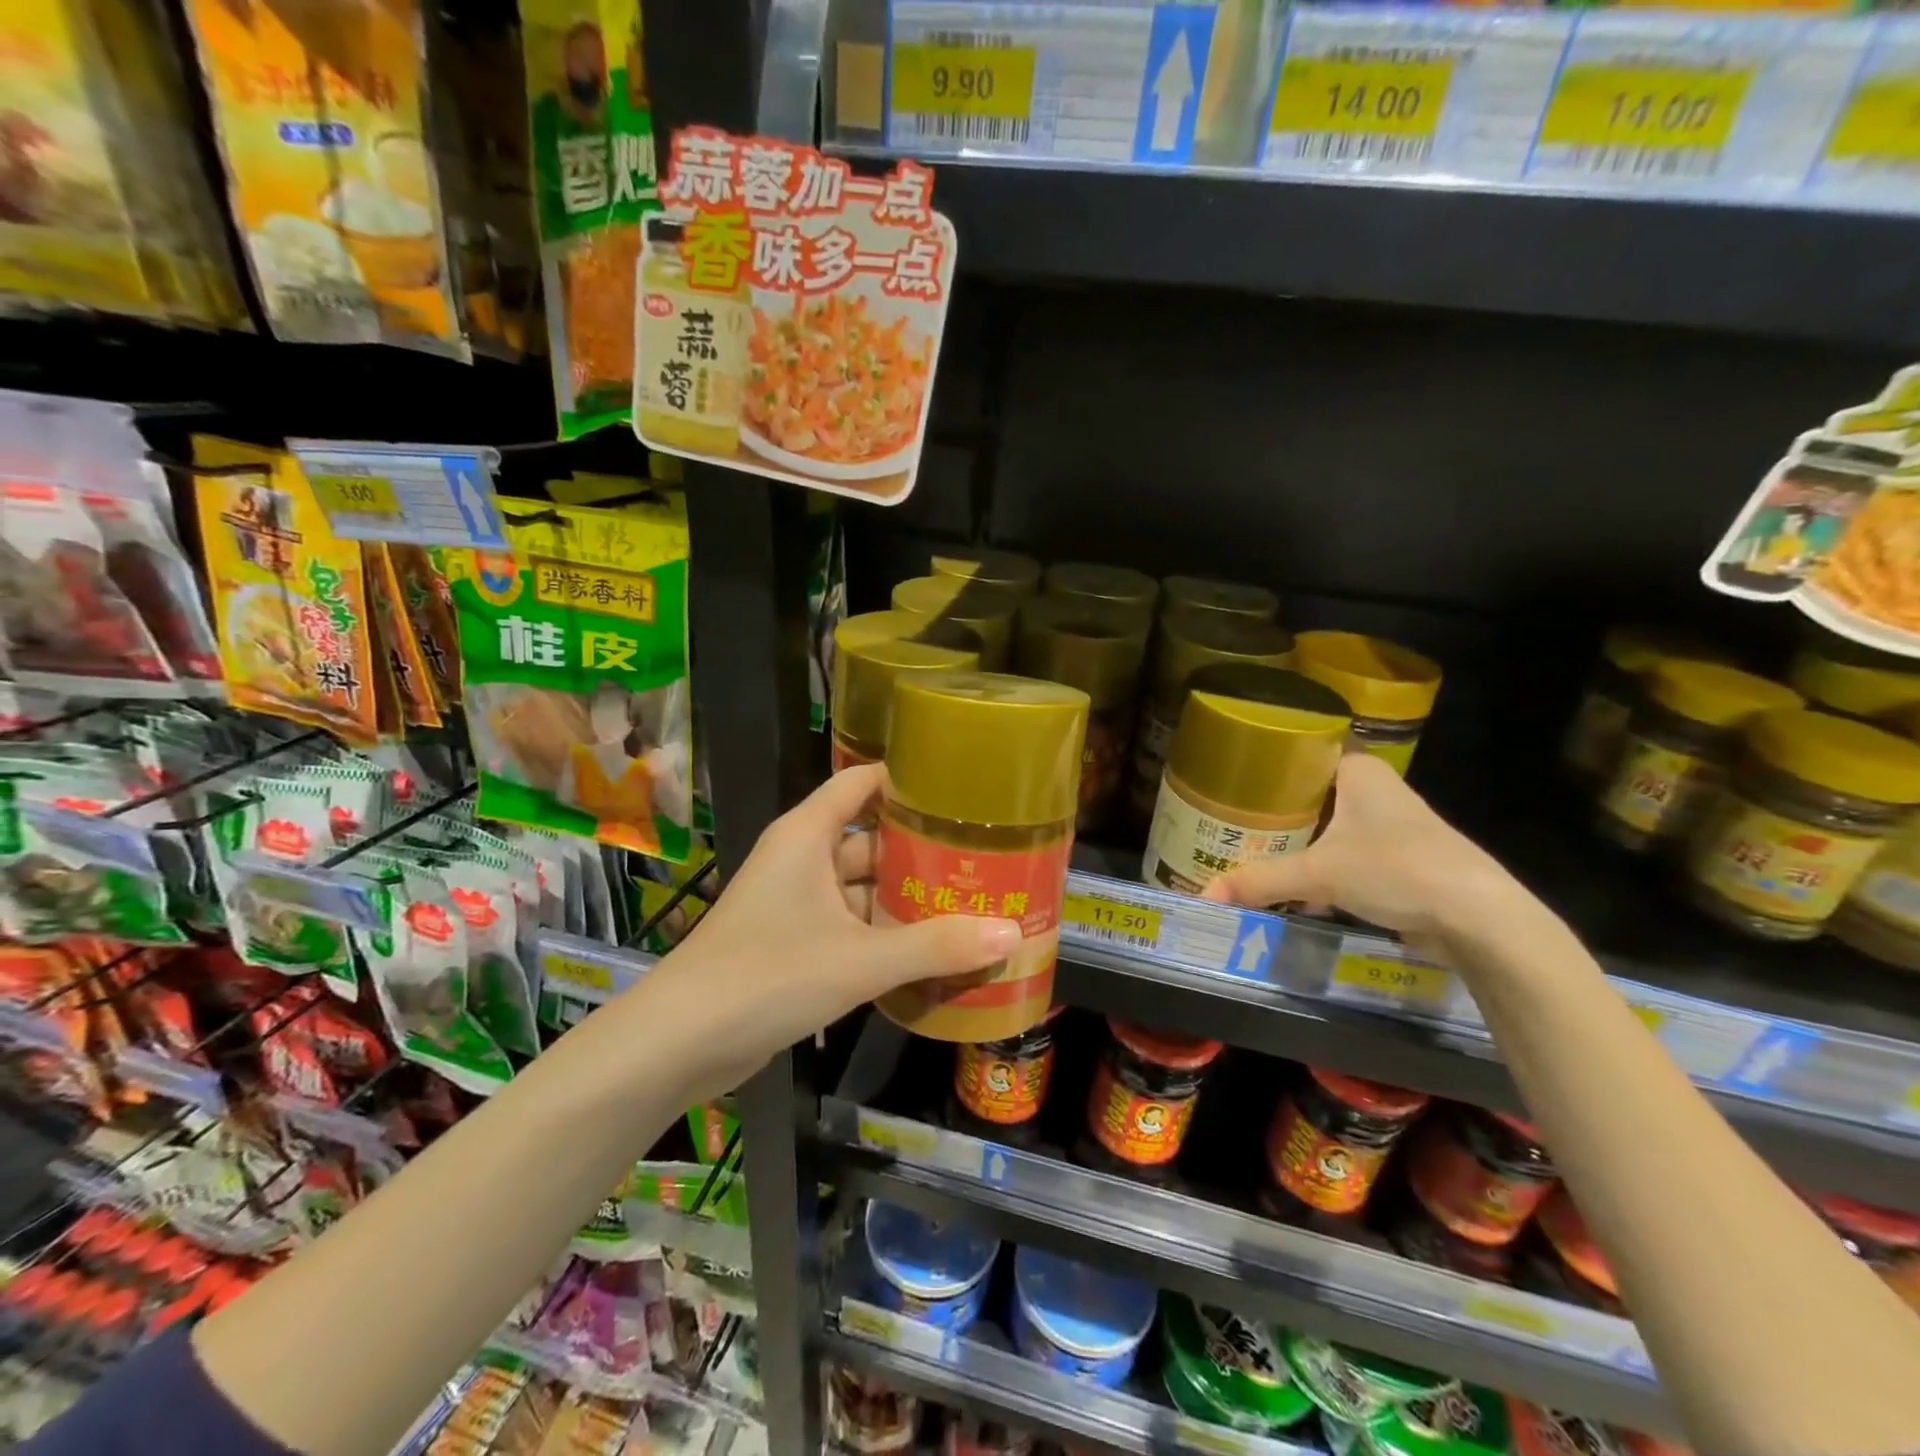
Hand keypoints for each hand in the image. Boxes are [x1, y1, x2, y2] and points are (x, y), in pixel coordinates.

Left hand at [636, 764, 1020, 1088]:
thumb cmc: (767, 975)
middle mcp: (802, 859)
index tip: (963, 792)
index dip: (908, 781)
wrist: (679, 1044)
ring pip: (863, 889)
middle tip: (986, 858)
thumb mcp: (860, 960)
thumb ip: (936, 946)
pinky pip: (850, 926)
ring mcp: (796, 903)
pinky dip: (885, 935)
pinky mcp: (794, 944)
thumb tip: (1012, 934)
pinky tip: (932, 952)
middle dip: (923, 851)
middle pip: (872, 839)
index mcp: (807, 835)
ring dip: (907, 900)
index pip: (863, 783)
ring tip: (972, 905)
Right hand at [1200, 753, 1522, 957]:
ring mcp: (1390, 827)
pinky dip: (1318, 867)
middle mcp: (1375, 791)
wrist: (1479, 918)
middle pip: (1310, 793)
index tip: (1229, 778)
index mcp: (1359, 771)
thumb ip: (1259, 882)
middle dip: (1273, 810)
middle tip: (1226, 820)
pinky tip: (1290, 886)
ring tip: (1247, 849)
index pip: (1302, 751)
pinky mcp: (1399, 861)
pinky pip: (1344, 855)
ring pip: (1327, 826)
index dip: (1266, 763)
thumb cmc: (1397, 868)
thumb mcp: (1318, 874)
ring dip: (1295, 841)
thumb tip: (1203, 896)